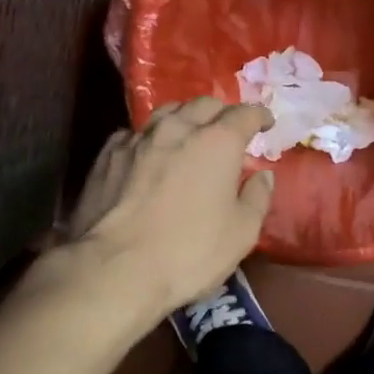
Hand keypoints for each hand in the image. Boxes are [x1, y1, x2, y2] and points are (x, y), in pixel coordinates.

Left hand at [64, 97, 275, 315]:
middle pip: (203, 104)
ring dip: (185, 119)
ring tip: (189, 135)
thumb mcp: (242, 233)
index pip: (244, 114)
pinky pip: (135, 134)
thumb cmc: (189, 252)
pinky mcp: (107, 156)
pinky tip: (149, 155)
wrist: (114, 268)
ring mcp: (137, 139)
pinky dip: (150, 139)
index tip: (266, 124)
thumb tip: (262, 176)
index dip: (259, 116)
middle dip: (221, 112)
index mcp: (217, 143)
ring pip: (166, 113)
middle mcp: (177, 129)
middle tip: (228, 130)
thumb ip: (257, 198)